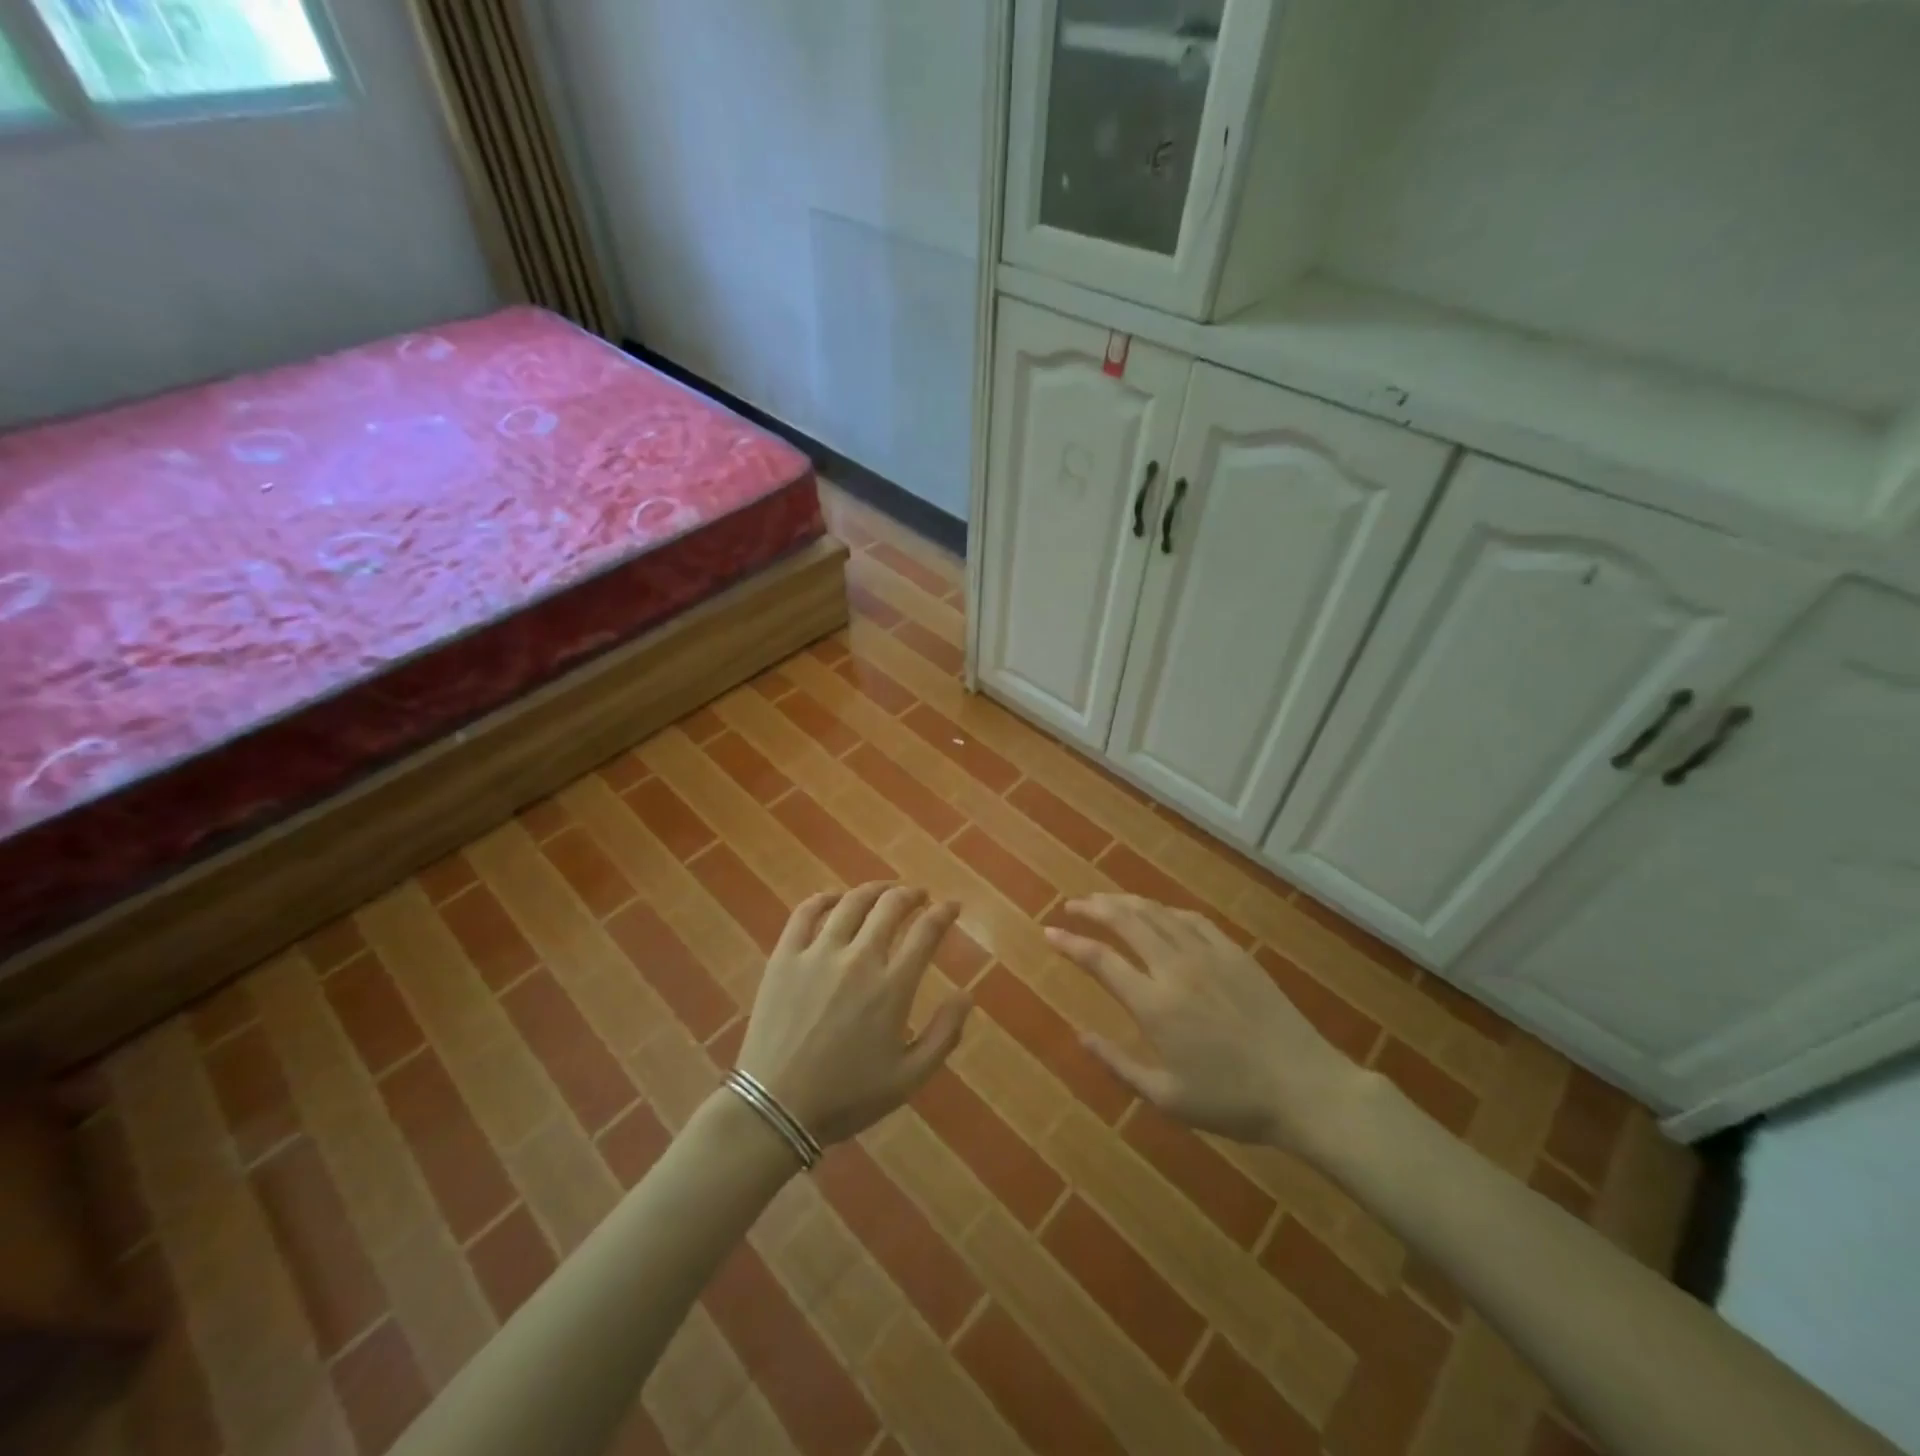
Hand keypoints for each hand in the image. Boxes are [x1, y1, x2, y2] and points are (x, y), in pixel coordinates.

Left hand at [736, 882, 972, 1145]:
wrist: (776, 1108)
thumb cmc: (847, 1097)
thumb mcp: (908, 1078)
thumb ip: (944, 1035)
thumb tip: (967, 995)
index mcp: (892, 987)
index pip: (926, 932)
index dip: (943, 913)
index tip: (951, 906)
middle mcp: (859, 959)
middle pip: (891, 907)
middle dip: (911, 895)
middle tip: (918, 896)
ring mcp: (818, 953)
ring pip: (851, 903)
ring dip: (874, 890)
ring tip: (884, 891)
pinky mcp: (785, 956)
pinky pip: (805, 913)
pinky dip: (823, 898)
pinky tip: (833, 898)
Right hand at [1047, 894, 1366, 1154]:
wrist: (1306, 1088)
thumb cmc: (1233, 1102)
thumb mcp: (1167, 1098)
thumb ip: (1118, 1064)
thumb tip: (1080, 1036)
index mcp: (1155, 1005)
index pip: (1101, 960)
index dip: (1071, 943)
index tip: (1049, 931)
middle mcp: (1175, 968)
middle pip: (1126, 921)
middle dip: (1094, 908)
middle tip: (1073, 905)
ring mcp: (1208, 955)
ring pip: (1157, 913)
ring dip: (1126, 901)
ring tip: (1105, 900)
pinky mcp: (1235, 952)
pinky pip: (1192, 919)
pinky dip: (1166, 911)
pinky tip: (1158, 913)